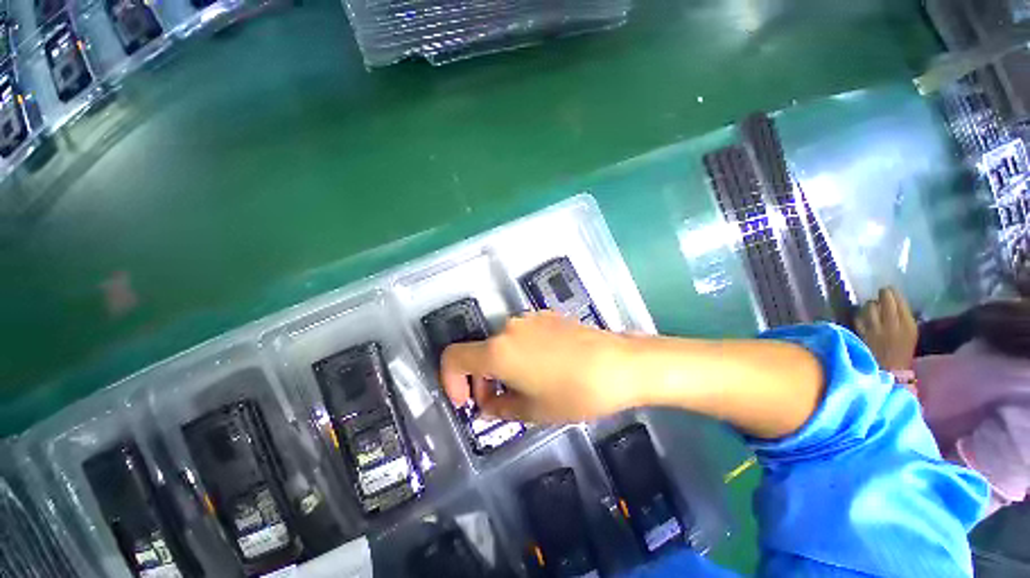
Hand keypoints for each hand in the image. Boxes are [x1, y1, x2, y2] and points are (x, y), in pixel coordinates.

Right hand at [439, 312, 637, 422]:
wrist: (619, 364)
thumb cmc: (574, 392)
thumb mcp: (533, 411)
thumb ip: (501, 407)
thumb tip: (488, 404)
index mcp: (498, 351)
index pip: (453, 357)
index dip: (451, 381)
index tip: (466, 402)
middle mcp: (508, 328)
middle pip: (480, 351)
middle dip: (482, 379)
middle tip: (498, 403)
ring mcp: (530, 319)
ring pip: (502, 344)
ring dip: (502, 366)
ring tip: (525, 388)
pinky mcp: (548, 316)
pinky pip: (522, 336)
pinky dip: (520, 354)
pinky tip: (544, 369)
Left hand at [855, 286, 917, 371]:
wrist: (889, 372)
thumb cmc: (901, 354)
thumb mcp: (909, 335)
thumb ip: (902, 318)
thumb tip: (893, 302)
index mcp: (908, 326)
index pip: (899, 302)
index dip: (893, 293)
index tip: (890, 291)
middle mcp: (892, 325)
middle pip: (885, 300)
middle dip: (883, 294)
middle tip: (881, 293)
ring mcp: (875, 329)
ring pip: (869, 306)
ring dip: (869, 305)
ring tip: (872, 307)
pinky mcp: (862, 334)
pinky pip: (858, 317)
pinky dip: (860, 315)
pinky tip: (862, 316)